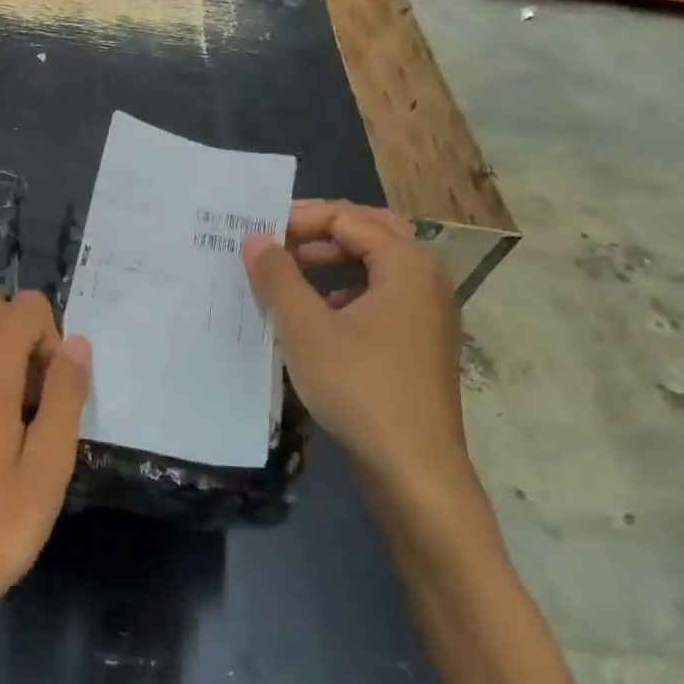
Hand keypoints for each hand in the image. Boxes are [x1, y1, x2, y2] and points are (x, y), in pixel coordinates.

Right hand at [241, 201, 467, 494]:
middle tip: (278, 242)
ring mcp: (428, 313)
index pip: (348, 217)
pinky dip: (349, 292)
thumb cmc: (359, 386)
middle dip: (321, 232)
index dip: (299, 218)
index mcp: (406, 264)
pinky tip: (320, 316)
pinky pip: (383, 297)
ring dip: (335, 261)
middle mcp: (426, 278)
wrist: (413, 466)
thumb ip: (277, 277)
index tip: (257, 232)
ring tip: (292, 275)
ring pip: (379, 266)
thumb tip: (255, 238)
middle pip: (371, 232)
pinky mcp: (421, 343)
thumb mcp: (305, 329)